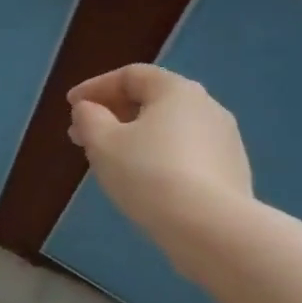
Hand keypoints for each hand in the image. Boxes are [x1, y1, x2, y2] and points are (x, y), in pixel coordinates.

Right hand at [68, 65, 252, 256]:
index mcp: (177, 91)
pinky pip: (185, 153)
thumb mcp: (103, 143)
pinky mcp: (231, 171)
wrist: (210, 227)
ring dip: (134, 136)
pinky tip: (142, 179)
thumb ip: (89, 118)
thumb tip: (89, 109)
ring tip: (109, 159)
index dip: (95, 86)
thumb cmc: (148, 174)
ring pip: (169, 128)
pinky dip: (157, 156)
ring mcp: (225, 140)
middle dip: (112, 114)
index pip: (131, 75)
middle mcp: (207, 107)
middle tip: (82, 135)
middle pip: (152, 100)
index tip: (70, 105)